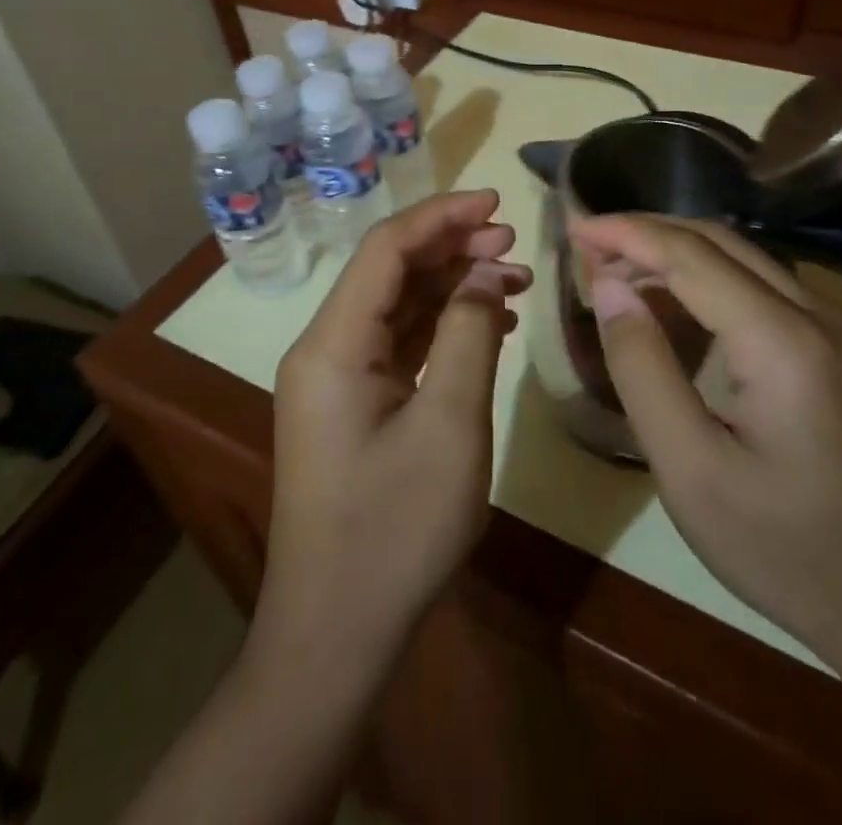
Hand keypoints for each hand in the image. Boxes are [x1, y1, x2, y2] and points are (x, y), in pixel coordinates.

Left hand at [255, 191, 529, 672]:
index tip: (496, 205)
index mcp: (333, 344)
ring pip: (398, 306)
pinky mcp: (354, 405)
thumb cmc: (394, 530)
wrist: (336, 636)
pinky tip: (491, 325)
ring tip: (515, 279)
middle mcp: (326, 349)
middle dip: (453, 248)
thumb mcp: (450, 425)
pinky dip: (444, 327)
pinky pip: (400, 343)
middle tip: (514, 244)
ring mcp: (337, 379)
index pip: (385, 249)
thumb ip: (470, 333)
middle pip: (390, 271)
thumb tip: (485, 270)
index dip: (441, 216)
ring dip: (454, 287)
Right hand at [570, 213, 841, 672]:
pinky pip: (766, 290)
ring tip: (620, 273)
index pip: (691, 255)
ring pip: (746, 260)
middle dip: (650, 233)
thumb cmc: (791, 553)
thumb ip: (643, 369)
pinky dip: (711, 281)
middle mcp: (820, 315)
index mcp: (784, 341)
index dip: (627, 233)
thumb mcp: (692, 472)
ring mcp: (841, 331)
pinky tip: (679, 308)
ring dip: (680, 254)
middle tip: (590, 246)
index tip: (574, 227)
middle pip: (722, 242)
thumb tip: (610, 288)